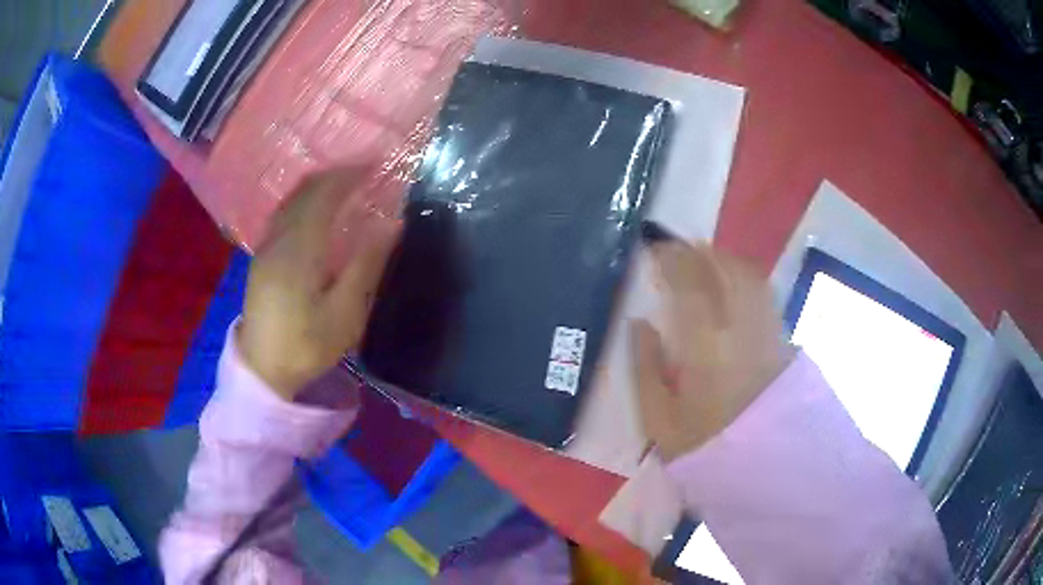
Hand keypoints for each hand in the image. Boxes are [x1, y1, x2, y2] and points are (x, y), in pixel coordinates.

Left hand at [239, 170, 399, 400]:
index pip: (324, 195)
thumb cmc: (306, 345)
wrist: (262, 369)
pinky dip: (304, 199)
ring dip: (318, 185)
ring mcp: (266, 246)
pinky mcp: (261, 256)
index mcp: (299, 249)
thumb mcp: (345, 314)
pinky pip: (283, 212)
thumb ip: (367, 265)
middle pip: (305, 191)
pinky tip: (316, 209)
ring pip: (291, 199)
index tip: (375, 165)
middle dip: (335, 175)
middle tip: (364, 172)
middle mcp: (279, 238)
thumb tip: (392, 223)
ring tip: (345, 185)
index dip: (349, 175)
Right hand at [631, 242, 796, 460]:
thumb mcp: (659, 420)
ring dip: (723, 259)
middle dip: (697, 251)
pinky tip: (732, 283)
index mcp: (705, 347)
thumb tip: (638, 323)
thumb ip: (644, 368)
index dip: (671, 259)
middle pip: (722, 269)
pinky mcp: (781, 338)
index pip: (689, 284)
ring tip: (704, 258)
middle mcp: (741, 328)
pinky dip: (744, 276)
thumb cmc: (704, 448)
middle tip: (677, 248)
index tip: (654, 249)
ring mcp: (766, 330)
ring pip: (748, 276)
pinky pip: (763, 292)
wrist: (761, 468)